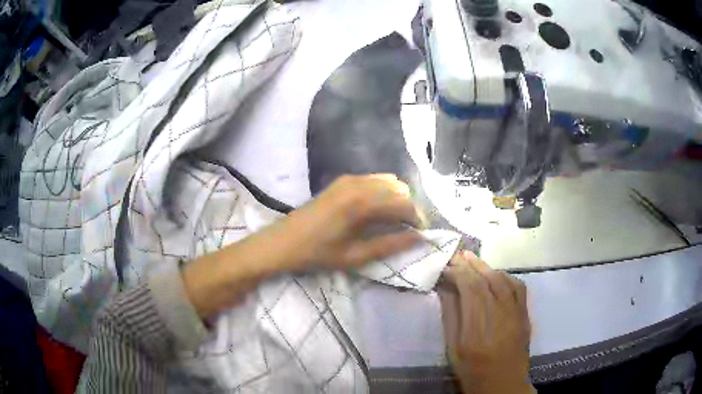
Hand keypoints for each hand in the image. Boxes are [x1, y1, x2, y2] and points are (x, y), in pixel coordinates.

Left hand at [275, 174, 424, 270]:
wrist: (283, 241)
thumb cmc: (318, 253)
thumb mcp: (355, 256)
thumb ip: (390, 245)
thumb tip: (419, 239)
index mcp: (362, 203)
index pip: (404, 204)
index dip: (418, 218)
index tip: (422, 233)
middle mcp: (359, 184)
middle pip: (399, 188)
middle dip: (409, 207)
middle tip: (409, 229)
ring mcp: (349, 179)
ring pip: (388, 181)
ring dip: (397, 199)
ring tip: (395, 221)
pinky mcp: (342, 180)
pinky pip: (374, 180)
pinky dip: (384, 192)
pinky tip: (379, 210)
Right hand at [438, 251, 533, 393]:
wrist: (503, 385)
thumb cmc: (472, 371)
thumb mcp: (453, 350)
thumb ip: (450, 317)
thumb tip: (445, 288)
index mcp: (477, 332)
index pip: (471, 290)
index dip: (459, 273)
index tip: (446, 267)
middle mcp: (500, 319)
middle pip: (488, 282)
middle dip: (472, 265)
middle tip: (458, 255)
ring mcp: (516, 316)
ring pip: (504, 281)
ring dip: (487, 267)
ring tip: (473, 259)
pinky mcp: (525, 316)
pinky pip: (519, 288)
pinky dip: (506, 276)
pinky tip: (496, 274)